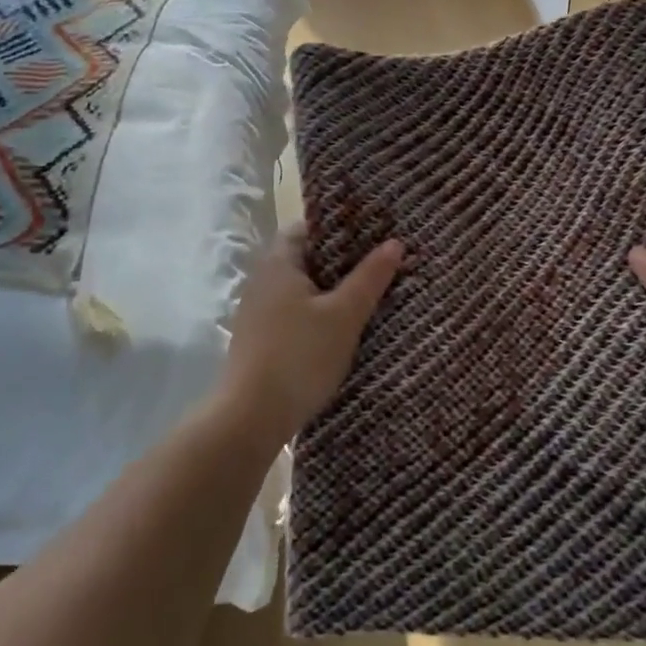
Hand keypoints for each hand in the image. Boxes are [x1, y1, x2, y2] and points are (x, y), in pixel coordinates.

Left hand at [222, 226, 403, 443]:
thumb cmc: (299, 356)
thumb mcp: (344, 316)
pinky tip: (343, 329)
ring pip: (302, 289)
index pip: (308, 227)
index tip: (373, 233)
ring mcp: (258, 312)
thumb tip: (394, 242)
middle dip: (342, 261)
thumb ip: (369, 278)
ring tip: (370, 294)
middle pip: (306, 258)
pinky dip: (318, 314)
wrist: (250, 418)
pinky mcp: (260, 340)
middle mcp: (263, 280)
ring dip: (331, 291)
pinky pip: (294, 313)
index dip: (339, 227)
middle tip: (380, 263)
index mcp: (279, 262)